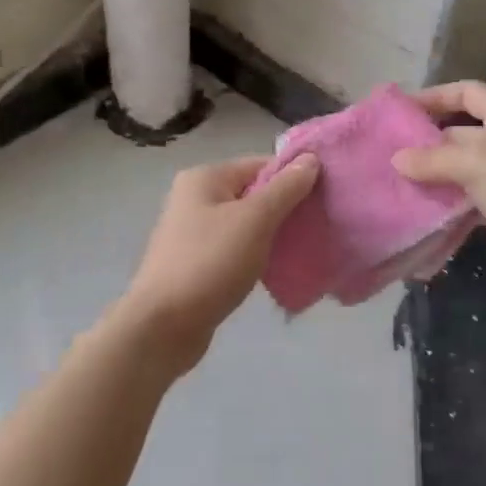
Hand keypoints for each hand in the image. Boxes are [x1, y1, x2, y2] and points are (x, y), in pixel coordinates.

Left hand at [115, 154, 320, 375]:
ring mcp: (192, 232)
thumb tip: (310, 158)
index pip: (261, 164)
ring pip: (246, 223)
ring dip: (273, 235)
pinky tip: (276, 270)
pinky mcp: (196, 263)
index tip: (324, 198)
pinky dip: (256, 255)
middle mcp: (195, 198)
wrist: (162, 327)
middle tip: (317, 225)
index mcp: (205, 178)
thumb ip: (286, 188)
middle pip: (253, 193)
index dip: (294, 178)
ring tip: (302, 249)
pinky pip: (235, 249)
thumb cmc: (210, 263)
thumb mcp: (255, 220)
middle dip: (286, 208)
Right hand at [394, 83, 485, 297]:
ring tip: (398, 187)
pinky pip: (474, 199)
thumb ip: (435, 159)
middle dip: (427, 143)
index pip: (466, 92)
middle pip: (462, 132)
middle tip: (388, 157)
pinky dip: (452, 205)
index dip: (434, 96)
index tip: (400, 112)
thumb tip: (397, 159)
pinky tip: (426, 216)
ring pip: (465, 169)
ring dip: (436, 177)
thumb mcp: (479, 165)